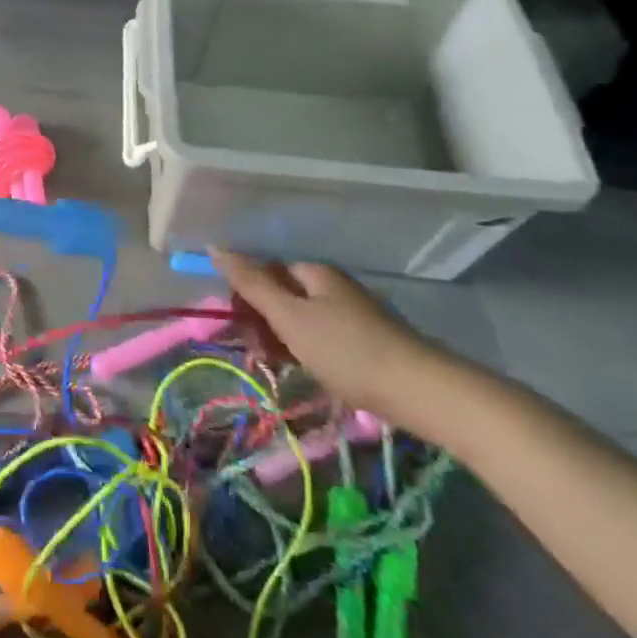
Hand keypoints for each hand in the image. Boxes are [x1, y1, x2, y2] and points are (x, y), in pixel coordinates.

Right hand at [211, 251, 447, 422]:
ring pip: (302, 320)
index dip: (245, 292)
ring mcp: (351, 315)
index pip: (266, 269)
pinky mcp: (365, 343)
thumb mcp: (290, 316)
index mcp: (314, 273)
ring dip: (282, 339)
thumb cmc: (347, 350)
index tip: (234, 324)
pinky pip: (322, 339)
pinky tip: (305, 372)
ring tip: (276, 366)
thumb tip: (215, 245)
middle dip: (262, 319)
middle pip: (284, 294)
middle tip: (255, 352)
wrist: (421, 392)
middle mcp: (332, 287)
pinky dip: (306, 352)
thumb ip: (252, 283)